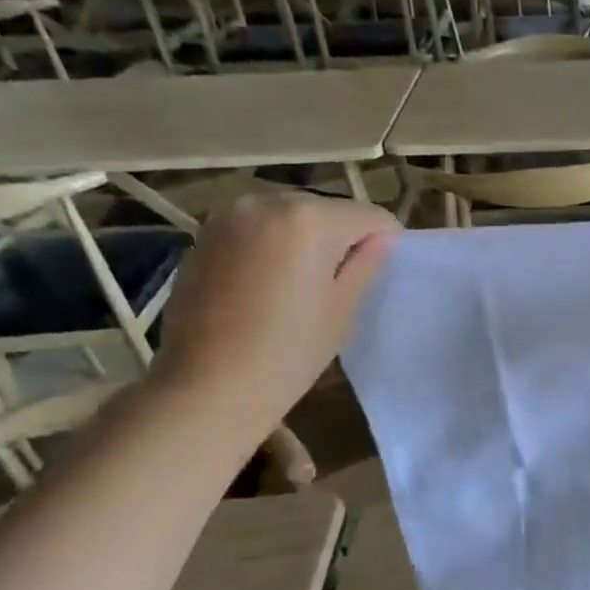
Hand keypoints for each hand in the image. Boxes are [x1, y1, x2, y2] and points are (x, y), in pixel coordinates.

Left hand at [147, 192, 398, 444]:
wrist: (208, 386)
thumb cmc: (289, 353)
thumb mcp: (342, 310)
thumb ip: (365, 265)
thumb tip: (381, 241)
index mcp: (309, 219)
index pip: (370, 216)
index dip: (386, 243)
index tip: (381, 275)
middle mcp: (266, 202)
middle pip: (326, 211)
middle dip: (341, 239)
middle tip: (341, 285)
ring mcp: (228, 217)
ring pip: (289, 218)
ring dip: (304, 243)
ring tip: (300, 288)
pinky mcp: (204, 237)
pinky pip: (257, 231)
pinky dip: (271, 249)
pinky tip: (266, 289)